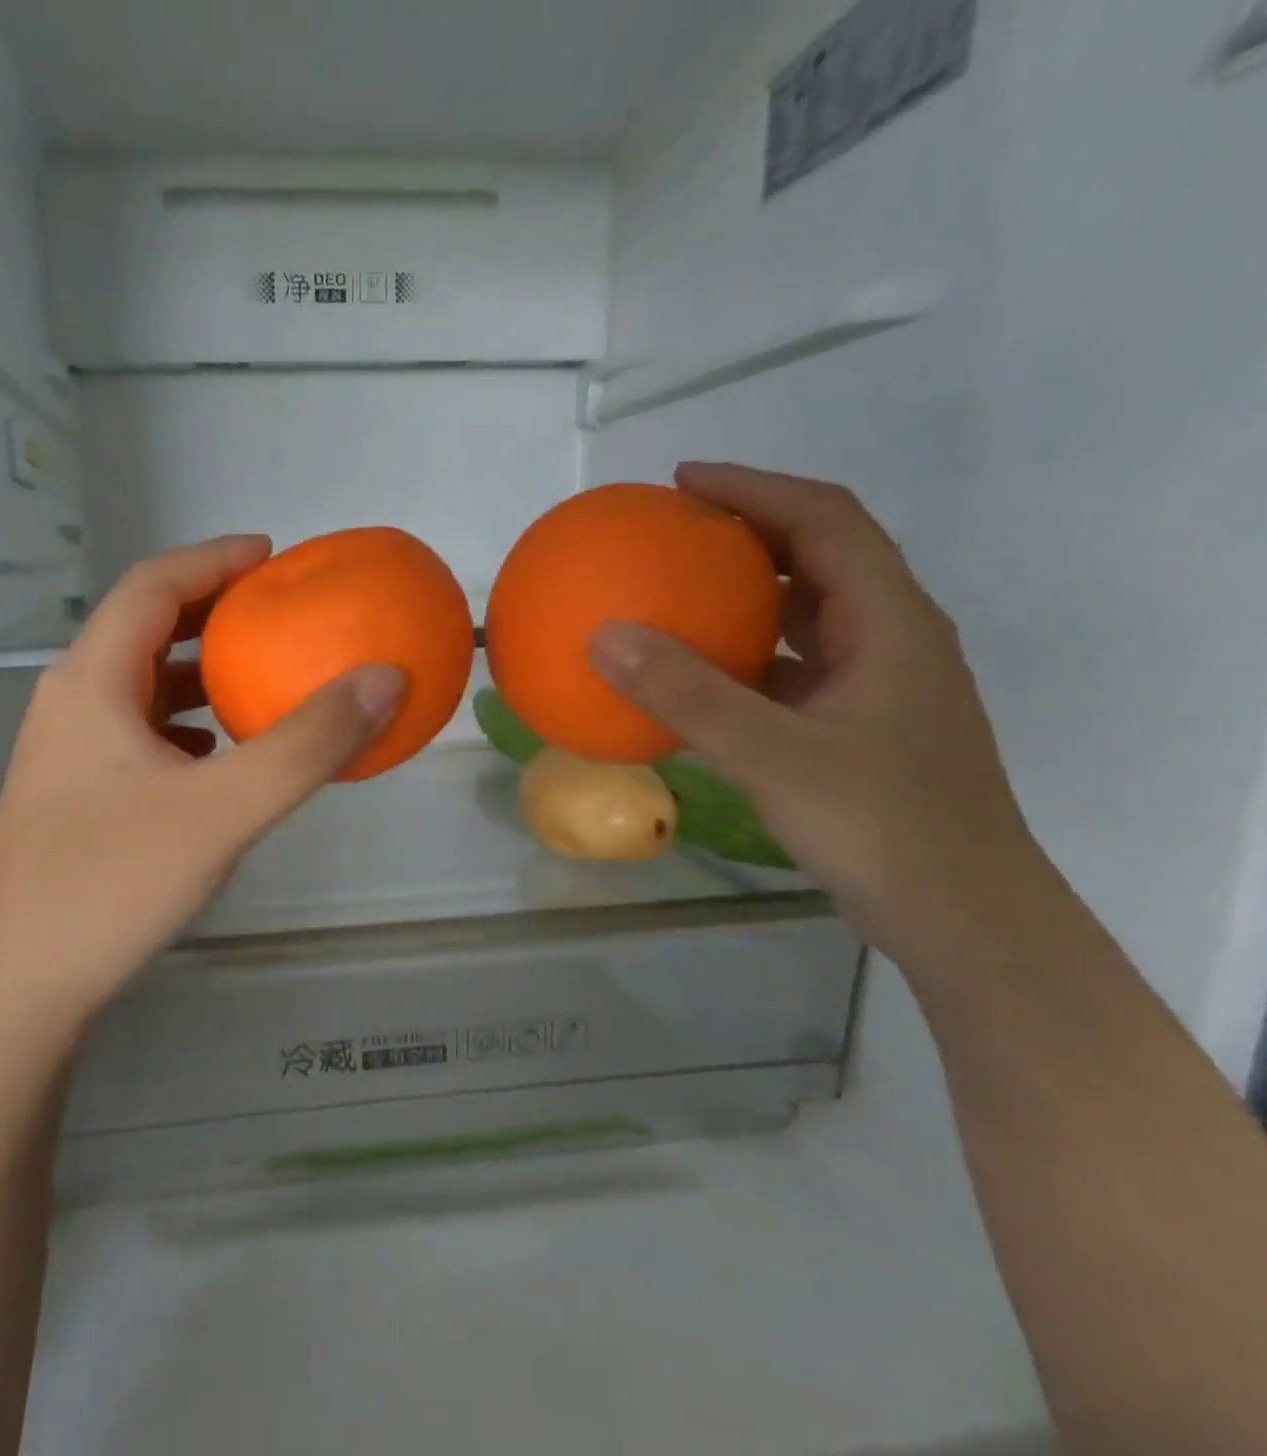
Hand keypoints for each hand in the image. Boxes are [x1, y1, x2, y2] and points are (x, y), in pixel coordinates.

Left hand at [0, 535, 403, 1015]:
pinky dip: (185, 722)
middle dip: (212, 611)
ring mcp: (66, 751)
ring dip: (198, 670)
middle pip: (144, 628)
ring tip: (258, 676)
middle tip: (277, 613)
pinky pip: (138, 731)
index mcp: (92, 680)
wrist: (21, 984)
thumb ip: (308, 744)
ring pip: (140, 684)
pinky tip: (219, 754)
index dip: (214, 560)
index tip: (273, 556)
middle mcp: (70, 701)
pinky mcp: (75, 793)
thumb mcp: (225, 810)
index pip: (154, 585)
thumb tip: (384, 679)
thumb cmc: (113, 883)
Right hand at [588, 464, 1044, 960]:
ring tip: (676, 592)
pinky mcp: (854, 728)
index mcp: (890, 624)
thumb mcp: (773, 756)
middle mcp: (889, 642)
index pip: (826, 522)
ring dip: (744, 595)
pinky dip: (740, 658)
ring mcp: (874, 688)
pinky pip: (787, 670)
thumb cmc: (883, 828)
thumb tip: (604, 637)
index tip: (683, 483)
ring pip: (805, 616)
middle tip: (672, 531)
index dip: (756, 489)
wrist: (962, 919)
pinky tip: (692, 680)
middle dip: (747, 533)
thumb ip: (688, 696)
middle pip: (819, 558)